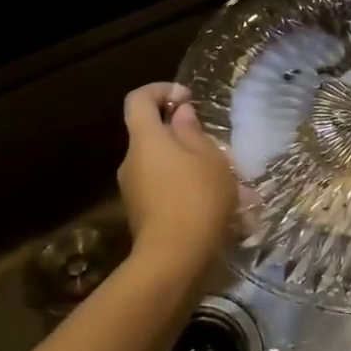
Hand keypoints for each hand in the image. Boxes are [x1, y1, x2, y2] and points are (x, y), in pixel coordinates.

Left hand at [118, 82, 238, 272]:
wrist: (175, 259)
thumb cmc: (197, 198)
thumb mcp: (209, 158)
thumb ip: (192, 131)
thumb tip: (180, 114)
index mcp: (145, 139)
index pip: (138, 99)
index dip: (160, 90)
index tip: (188, 99)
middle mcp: (130, 160)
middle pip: (149, 133)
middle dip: (179, 132)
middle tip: (212, 144)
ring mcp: (132, 189)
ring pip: (158, 162)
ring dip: (184, 162)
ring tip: (219, 178)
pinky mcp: (140, 213)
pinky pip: (160, 186)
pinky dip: (181, 185)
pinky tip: (209, 202)